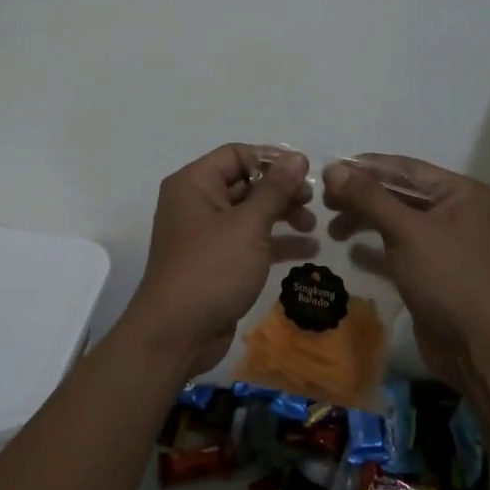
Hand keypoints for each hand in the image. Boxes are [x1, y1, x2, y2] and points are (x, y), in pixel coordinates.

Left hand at [128, 143, 314, 379]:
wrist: (176, 335)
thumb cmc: (211, 269)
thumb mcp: (248, 225)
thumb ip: (276, 189)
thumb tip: (298, 157)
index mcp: (194, 183)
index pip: (236, 154)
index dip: (271, 160)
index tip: (305, 173)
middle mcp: (196, 202)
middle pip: (245, 182)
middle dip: (281, 190)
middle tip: (312, 202)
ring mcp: (206, 234)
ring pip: (250, 213)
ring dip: (282, 215)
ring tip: (313, 225)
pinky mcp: (217, 262)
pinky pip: (250, 241)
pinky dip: (276, 242)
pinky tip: (309, 249)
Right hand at [322, 154, 489, 390]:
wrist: (482, 349)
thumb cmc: (449, 277)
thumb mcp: (407, 231)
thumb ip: (369, 197)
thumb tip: (333, 169)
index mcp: (460, 192)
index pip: (405, 168)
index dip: (365, 168)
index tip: (327, 170)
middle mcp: (456, 213)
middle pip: (400, 194)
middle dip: (362, 197)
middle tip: (324, 203)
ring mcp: (445, 245)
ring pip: (397, 223)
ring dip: (365, 222)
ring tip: (332, 230)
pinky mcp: (434, 274)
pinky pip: (399, 251)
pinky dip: (376, 250)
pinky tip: (351, 252)